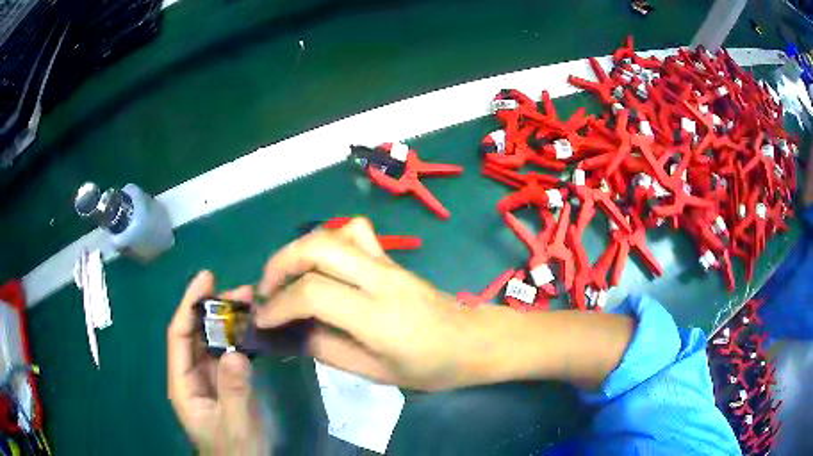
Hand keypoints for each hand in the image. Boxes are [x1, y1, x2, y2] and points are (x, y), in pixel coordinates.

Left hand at [167, 271, 269, 454]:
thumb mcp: (235, 425)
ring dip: (230, 321)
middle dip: (215, 309)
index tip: (206, 279)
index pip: (179, 335)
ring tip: (252, 304)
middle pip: (197, 333)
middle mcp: (192, 375)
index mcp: (183, 383)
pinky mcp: (226, 383)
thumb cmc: (235, 450)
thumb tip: (236, 353)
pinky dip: (241, 339)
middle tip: (243, 292)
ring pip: (214, 341)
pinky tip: (255, 330)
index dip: (189, 304)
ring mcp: (210, 379)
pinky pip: (229, 354)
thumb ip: (234, 392)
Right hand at [255, 218, 474, 389]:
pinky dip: (327, 241)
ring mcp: (389, 262)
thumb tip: (292, 334)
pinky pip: (355, 232)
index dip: (278, 305)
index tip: (262, 320)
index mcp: (379, 317)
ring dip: (298, 251)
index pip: (313, 294)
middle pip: (317, 247)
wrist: (473, 340)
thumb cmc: (432, 367)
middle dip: (279, 265)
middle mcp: (382, 279)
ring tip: (285, 278)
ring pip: (333, 233)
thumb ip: (329, 351)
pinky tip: (322, 266)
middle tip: (265, 291)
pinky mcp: (392, 257)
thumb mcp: (377, 373)